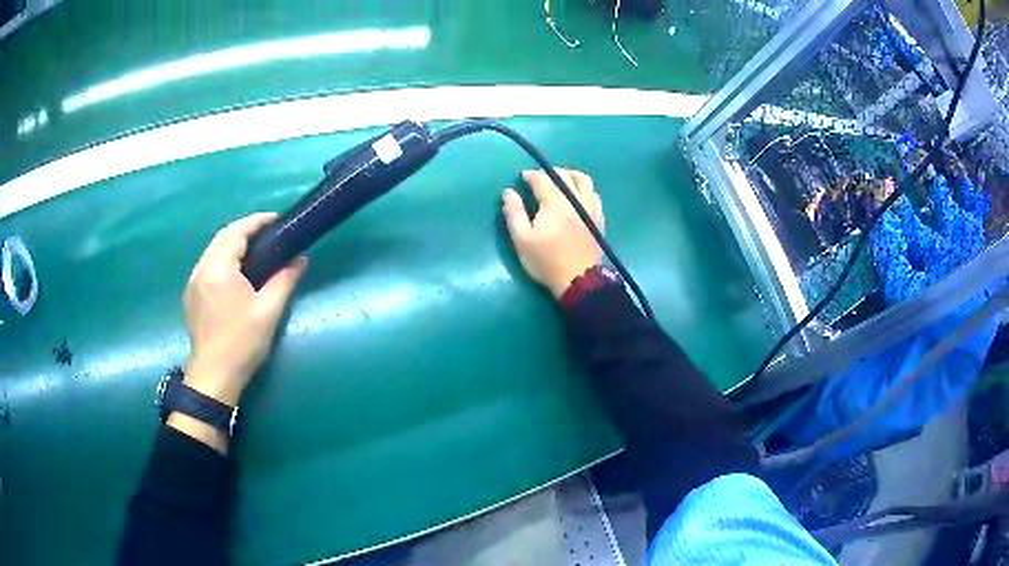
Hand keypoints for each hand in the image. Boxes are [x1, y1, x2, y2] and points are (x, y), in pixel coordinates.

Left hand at [183, 213, 306, 406]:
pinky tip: (235, 273)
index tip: (278, 220)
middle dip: (245, 230)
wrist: (214, 376)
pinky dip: (223, 259)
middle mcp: (201, 268)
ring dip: (233, 244)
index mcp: (218, 268)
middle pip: (223, 237)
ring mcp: (193, 282)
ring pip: (213, 250)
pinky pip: (207, 265)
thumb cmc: (242, 343)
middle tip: (269, 235)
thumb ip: (285, 279)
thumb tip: (301, 259)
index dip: (258, 221)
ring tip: (255, 251)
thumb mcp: (269, 311)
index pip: (237, 231)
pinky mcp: (190, 295)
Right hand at [501, 168, 603, 298]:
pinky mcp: (599, 218)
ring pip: (584, 180)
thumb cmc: (546, 261)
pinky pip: (594, 194)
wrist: (579, 281)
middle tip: (539, 178)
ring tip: (560, 182)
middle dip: (550, 172)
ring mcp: (591, 208)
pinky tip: (577, 197)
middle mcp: (575, 199)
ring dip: (570, 175)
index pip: (542, 178)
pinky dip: (584, 189)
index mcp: (555, 203)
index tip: (522, 177)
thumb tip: (508, 192)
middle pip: (564, 174)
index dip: (530, 175)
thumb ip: (514, 213)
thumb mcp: (522, 240)